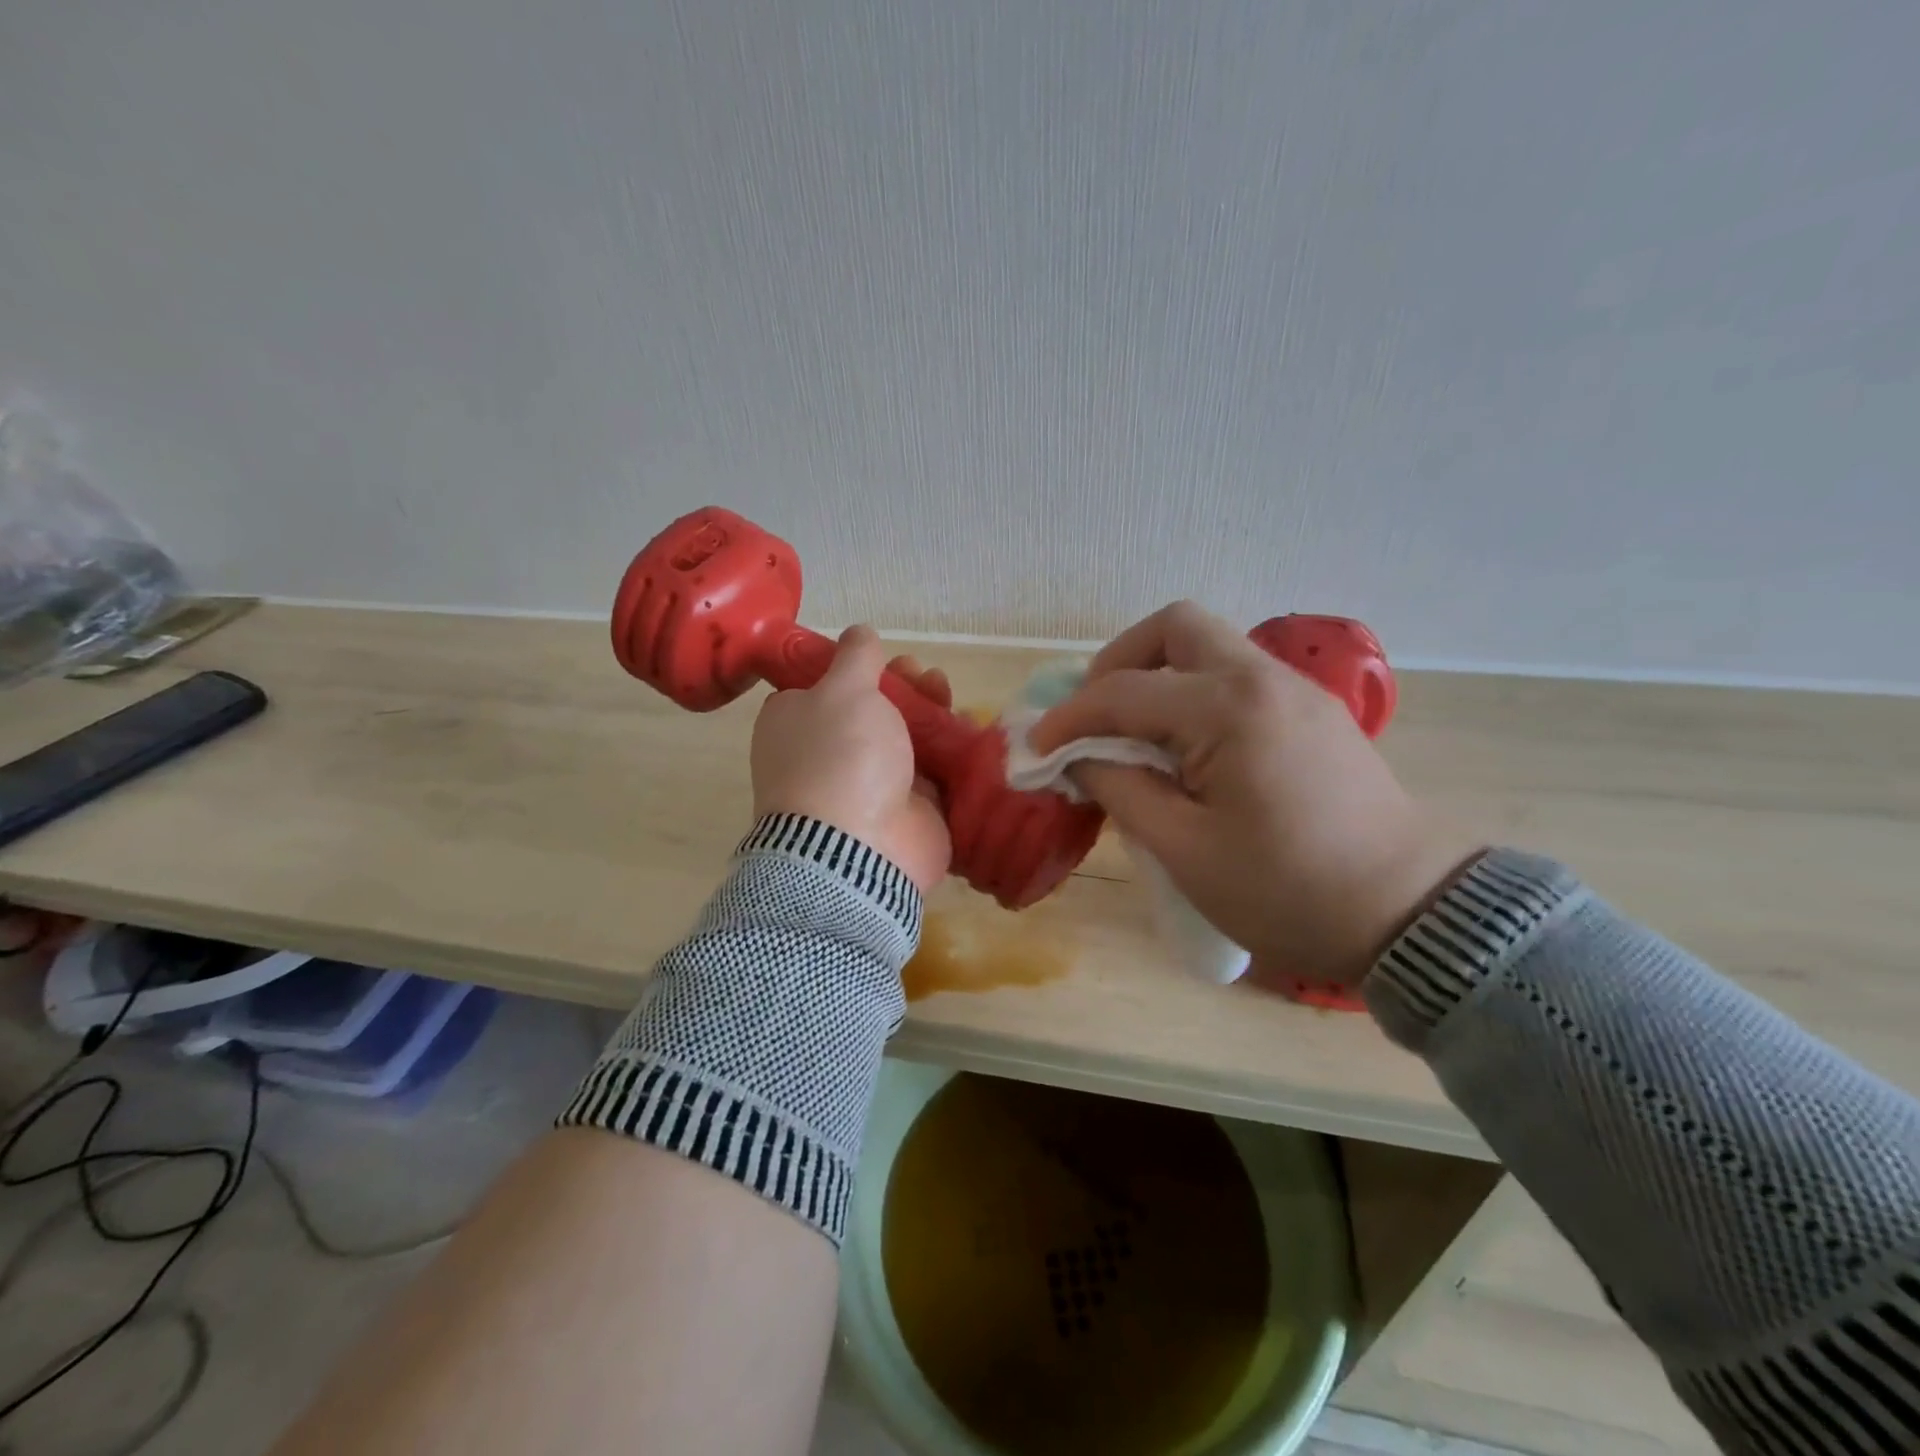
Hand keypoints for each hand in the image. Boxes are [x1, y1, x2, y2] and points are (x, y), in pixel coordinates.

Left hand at [750, 626, 951, 891]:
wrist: (860, 848)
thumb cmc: (840, 756)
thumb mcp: (843, 690)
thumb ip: (855, 657)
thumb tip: (859, 632)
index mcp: (796, 726)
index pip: (822, 689)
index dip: (854, 669)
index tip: (879, 658)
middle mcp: (829, 755)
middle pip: (873, 710)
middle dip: (902, 687)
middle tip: (922, 675)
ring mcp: (870, 786)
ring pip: (907, 738)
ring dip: (930, 712)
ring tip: (946, 693)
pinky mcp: (909, 809)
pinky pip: (935, 771)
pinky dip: (952, 750)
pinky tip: (969, 727)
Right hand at [1032, 602, 1480, 988]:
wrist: (1409, 916)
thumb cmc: (1287, 892)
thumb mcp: (1184, 850)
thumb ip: (1120, 789)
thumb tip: (1077, 756)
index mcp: (1229, 710)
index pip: (1124, 693)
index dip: (1069, 718)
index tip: (1035, 749)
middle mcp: (1263, 679)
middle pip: (1175, 627)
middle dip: (1119, 662)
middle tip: (1093, 715)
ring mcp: (1295, 691)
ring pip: (1210, 646)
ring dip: (1158, 675)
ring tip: (1132, 733)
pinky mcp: (1312, 713)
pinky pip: (1236, 678)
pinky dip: (1193, 694)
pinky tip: (1184, 747)